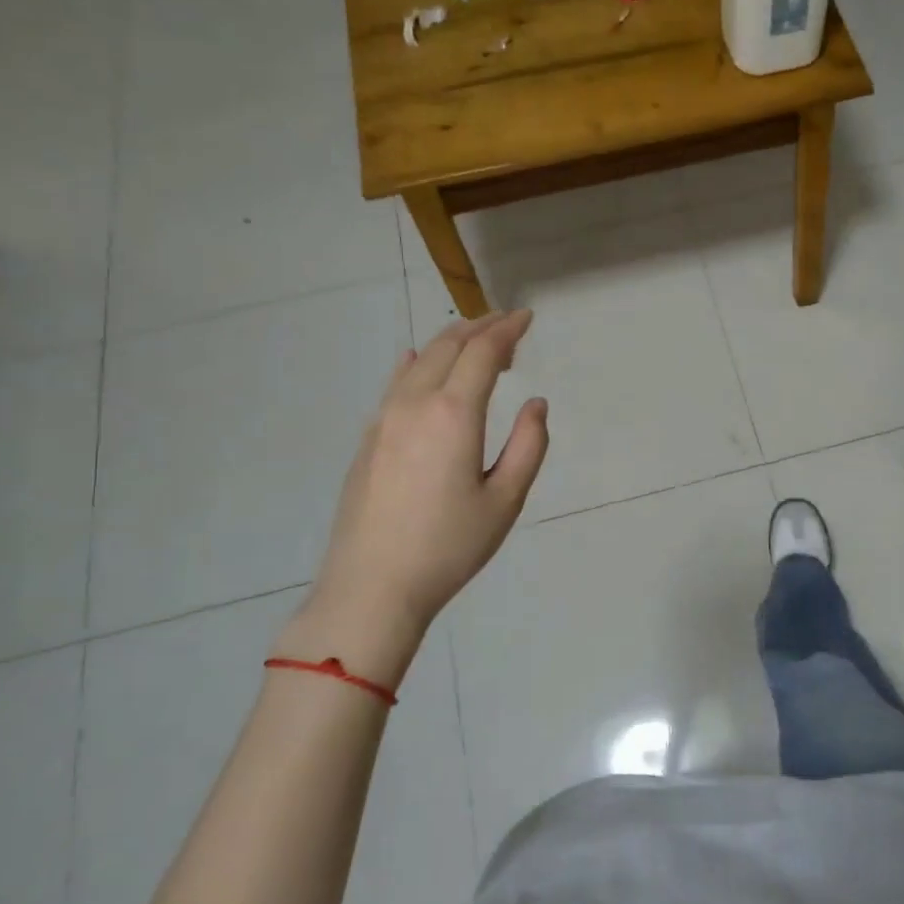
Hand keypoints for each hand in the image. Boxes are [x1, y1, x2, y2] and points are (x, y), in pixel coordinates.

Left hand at [280, 310, 548, 688]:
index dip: (507, 329)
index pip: (483, 352)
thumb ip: (528, 445)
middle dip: (480, 327)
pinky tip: (419, 363)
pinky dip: (418, 364)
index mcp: (453, 414)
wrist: (372, 586)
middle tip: (507, 324)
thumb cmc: (449, 546)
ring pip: (419, 361)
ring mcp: (384, 419)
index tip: (527, 317)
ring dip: (450, 343)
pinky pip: (396, 383)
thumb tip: (535, 404)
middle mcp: (414, 403)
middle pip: (448, 346)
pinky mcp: (369, 438)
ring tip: (476, 344)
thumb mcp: (505, 500)